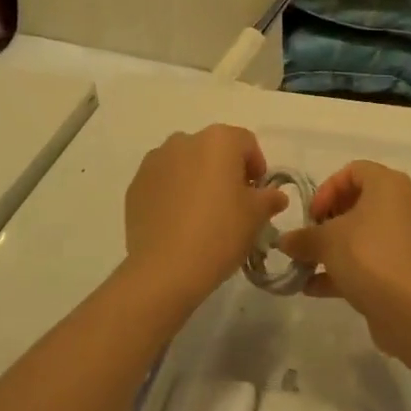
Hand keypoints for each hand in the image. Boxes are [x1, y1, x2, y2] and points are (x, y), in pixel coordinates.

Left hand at [123, 125, 285, 309]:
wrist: (165, 270)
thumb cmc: (220, 233)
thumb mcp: (256, 217)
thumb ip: (269, 198)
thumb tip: (275, 195)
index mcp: (218, 140)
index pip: (246, 143)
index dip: (257, 167)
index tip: (258, 194)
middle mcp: (184, 140)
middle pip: (214, 150)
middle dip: (225, 171)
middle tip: (232, 204)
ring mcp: (155, 161)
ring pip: (185, 163)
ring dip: (197, 179)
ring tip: (202, 214)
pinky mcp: (136, 185)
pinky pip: (163, 181)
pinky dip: (173, 193)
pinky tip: (178, 223)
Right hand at [278, 161, 410, 354]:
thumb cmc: (367, 255)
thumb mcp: (326, 241)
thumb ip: (303, 237)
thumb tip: (285, 241)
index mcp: (388, 184)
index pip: (354, 171)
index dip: (327, 189)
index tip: (312, 215)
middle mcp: (402, 204)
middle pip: (359, 203)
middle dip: (328, 222)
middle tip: (310, 239)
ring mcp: (407, 238)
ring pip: (364, 234)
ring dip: (334, 249)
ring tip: (306, 266)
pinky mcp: (407, 268)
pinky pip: (372, 260)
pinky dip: (346, 269)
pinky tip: (315, 288)